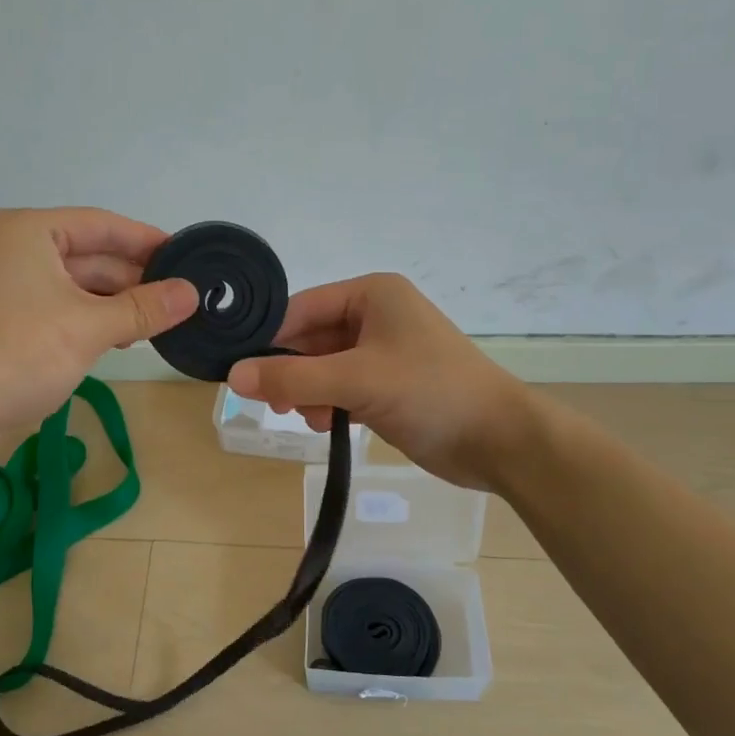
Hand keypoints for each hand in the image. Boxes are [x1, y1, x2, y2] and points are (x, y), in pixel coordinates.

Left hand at [0, 208, 197, 457]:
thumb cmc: (19, 355)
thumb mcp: (89, 328)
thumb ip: (144, 308)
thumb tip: (192, 293)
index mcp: (27, 232)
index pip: (100, 225)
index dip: (145, 240)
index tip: (186, 255)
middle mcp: (14, 249)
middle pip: (89, 254)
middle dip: (133, 277)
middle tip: (181, 296)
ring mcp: (7, 286)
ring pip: (76, 284)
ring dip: (116, 302)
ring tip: (161, 320)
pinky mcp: (7, 319)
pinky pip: (61, 307)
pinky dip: (92, 318)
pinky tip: (124, 336)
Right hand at [227, 273, 528, 490]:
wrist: (499, 440)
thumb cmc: (430, 393)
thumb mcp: (356, 380)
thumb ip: (292, 377)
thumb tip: (234, 376)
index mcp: (372, 295)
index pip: (302, 308)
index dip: (270, 339)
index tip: (242, 372)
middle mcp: (376, 316)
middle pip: (311, 338)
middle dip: (291, 370)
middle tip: (274, 402)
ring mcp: (384, 352)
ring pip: (325, 366)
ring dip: (308, 390)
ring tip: (304, 416)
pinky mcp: (390, 385)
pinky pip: (343, 387)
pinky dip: (329, 403)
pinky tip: (324, 424)